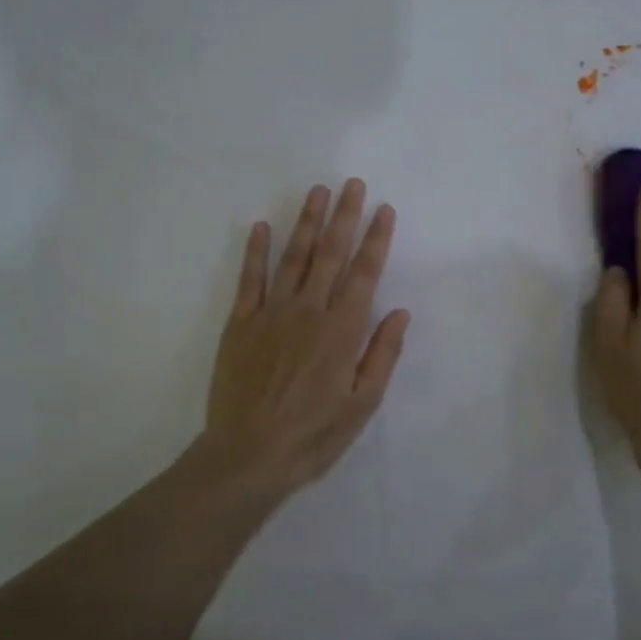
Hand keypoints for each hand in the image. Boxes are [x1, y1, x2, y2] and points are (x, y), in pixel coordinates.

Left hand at [201, 179, 410, 498]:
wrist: (249, 455)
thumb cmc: (314, 434)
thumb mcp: (362, 404)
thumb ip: (382, 355)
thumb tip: (400, 313)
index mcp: (342, 330)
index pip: (364, 274)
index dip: (376, 239)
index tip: (384, 210)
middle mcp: (309, 311)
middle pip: (330, 255)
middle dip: (344, 217)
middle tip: (352, 184)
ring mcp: (271, 313)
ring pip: (293, 257)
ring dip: (307, 223)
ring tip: (317, 192)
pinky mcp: (240, 324)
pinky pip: (249, 279)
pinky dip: (255, 251)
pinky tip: (261, 226)